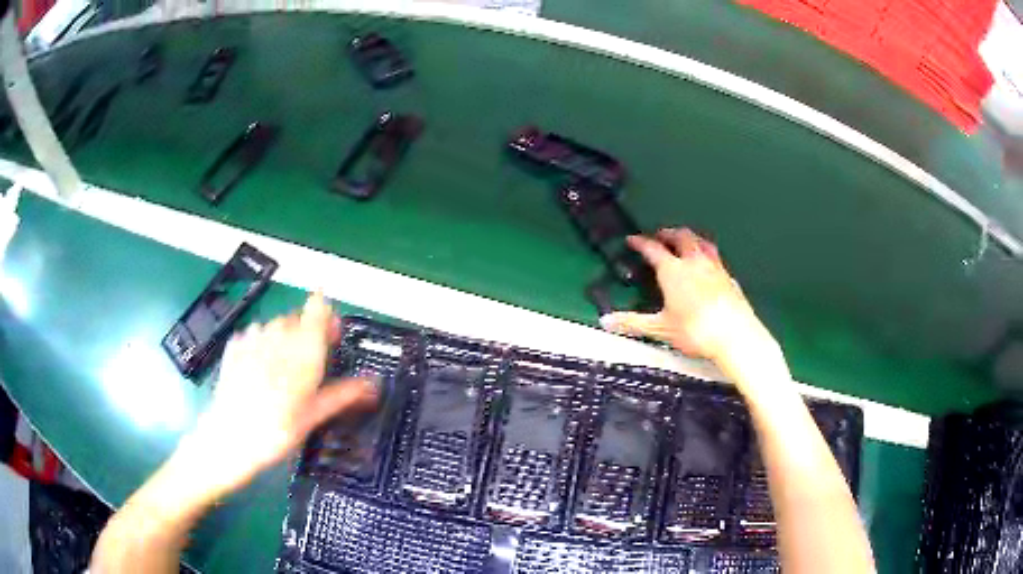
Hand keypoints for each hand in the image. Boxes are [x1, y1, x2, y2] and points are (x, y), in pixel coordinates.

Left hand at [184, 293, 378, 496]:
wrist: (229, 438)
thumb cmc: (275, 432)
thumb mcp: (312, 417)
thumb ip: (342, 394)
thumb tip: (372, 385)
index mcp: (303, 352)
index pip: (317, 311)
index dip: (325, 311)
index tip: (330, 325)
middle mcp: (278, 337)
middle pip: (297, 319)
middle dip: (306, 333)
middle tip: (309, 361)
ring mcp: (253, 338)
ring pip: (275, 326)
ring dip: (283, 338)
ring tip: (282, 369)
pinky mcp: (235, 345)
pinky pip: (254, 334)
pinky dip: (261, 344)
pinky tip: (259, 369)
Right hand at [600, 228, 767, 362]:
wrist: (734, 336)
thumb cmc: (694, 330)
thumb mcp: (660, 328)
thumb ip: (633, 322)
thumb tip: (605, 321)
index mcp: (673, 270)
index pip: (653, 249)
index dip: (641, 243)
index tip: (632, 239)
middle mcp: (694, 262)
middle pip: (681, 237)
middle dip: (668, 233)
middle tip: (660, 236)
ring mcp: (715, 268)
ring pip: (702, 243)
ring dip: (690, 238)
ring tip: (685, 242)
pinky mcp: (729, 278)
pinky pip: (716, 259)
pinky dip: (707, 256)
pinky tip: (708, 267)